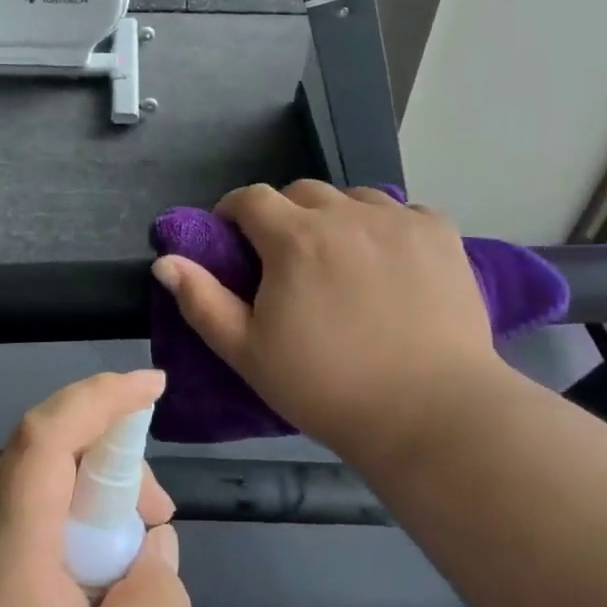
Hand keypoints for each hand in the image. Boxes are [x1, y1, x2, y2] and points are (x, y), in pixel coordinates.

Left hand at [0, 371, 189, 606]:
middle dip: (116, 460)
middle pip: (51, 448)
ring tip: (129, 558)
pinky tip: (86, 578)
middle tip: (156, 521)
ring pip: (39, 479)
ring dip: (93, 494)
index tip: (154, 385)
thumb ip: (152, 605)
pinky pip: (23, 512)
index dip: (105, 396)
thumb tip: (160, 547)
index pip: (51, 430)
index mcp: (8, 534)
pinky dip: (67, 519)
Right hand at [151, 181, 505, 461]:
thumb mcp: (247, 353)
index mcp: (294, 238)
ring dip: (336, 218)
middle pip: (302, 192)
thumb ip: (202, 301)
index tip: (235, 241)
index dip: (235, 213)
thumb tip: (166, 261)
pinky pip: (402, 213)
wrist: (431, 413)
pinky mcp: (440, 233)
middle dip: (284, 215)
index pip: (251, 198)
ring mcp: (399, 220)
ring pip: (353, 198)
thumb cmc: (328, 387)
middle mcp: (346, 213)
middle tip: (288, 260)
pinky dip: (386, 227)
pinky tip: (390, 263)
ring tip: (341, 259)